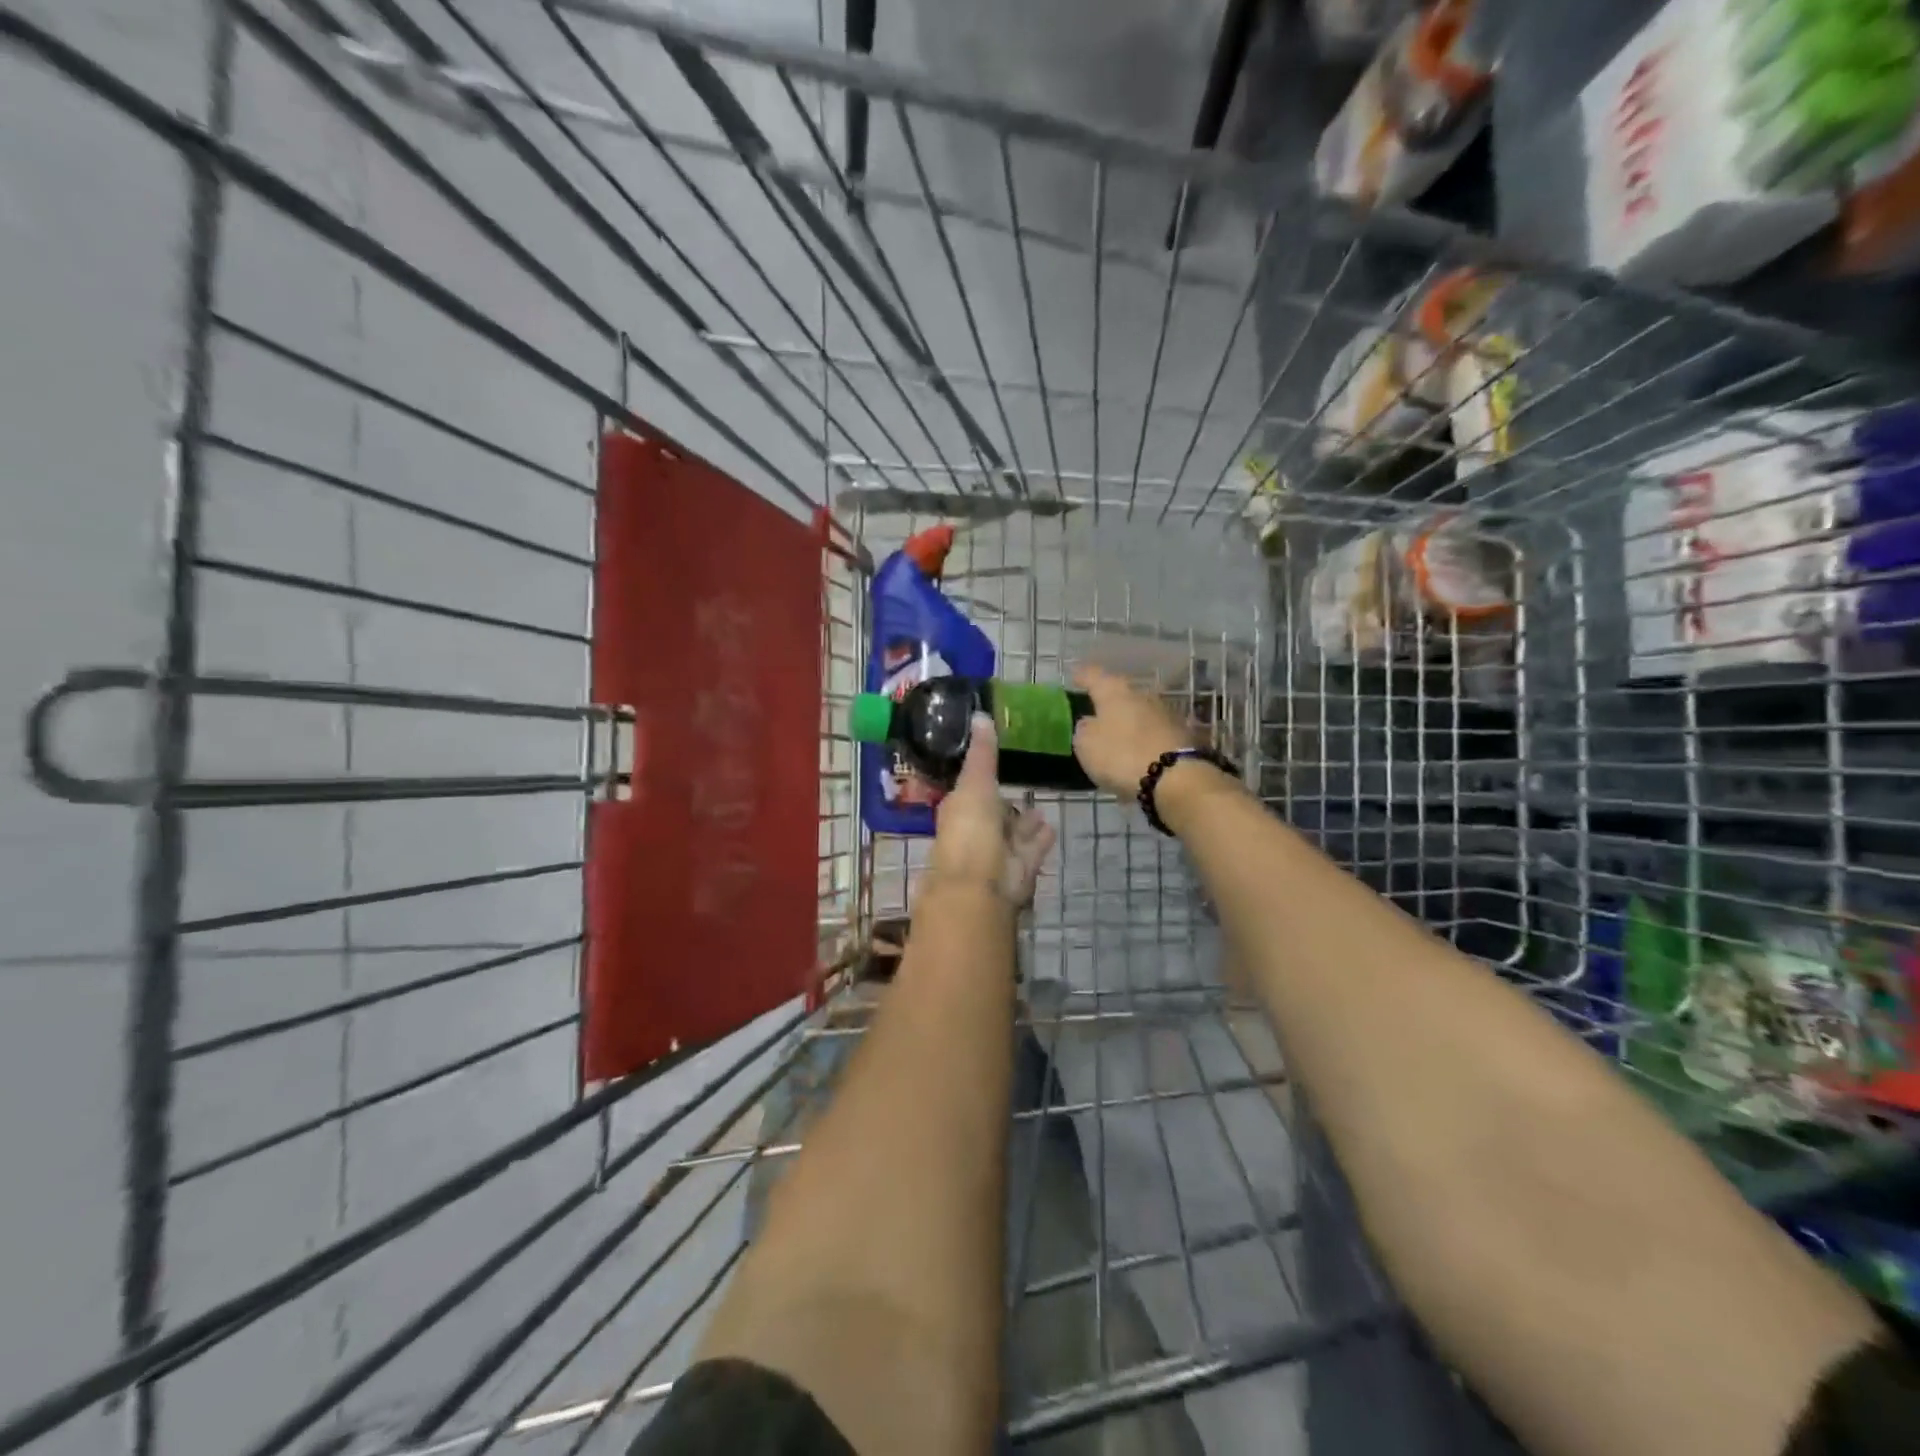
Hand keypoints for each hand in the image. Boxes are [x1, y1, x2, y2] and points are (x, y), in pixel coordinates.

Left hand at [928, 715, 1056, 905]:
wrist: (981, 886)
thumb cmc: (970, 830)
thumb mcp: (975, 783)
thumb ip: (982, 753)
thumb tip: (980, 715)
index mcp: (959, 811)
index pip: (969, 792)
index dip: (981, 779)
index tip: (997, 764)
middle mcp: (976, 832)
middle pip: (993, 815)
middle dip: (1006, 804)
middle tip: (1025, 786)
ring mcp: (997, 854)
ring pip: (1013, 834)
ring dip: (1025, 823)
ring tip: (1042, 807)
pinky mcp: (1019, 870)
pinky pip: (1031, 849)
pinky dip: (1040, 839)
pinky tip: (1052, 827)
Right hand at [1070, 665, 1193, 799]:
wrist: (1176, 777)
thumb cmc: (1121, 754)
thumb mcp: (1086, 744)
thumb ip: (1084, 729)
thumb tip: (1090, 723)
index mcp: (1114, 691)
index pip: (1093, 675)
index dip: (1082, 676)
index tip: (1074, 678)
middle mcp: (1141, 694)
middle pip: (1120, 693)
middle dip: (1108, 702)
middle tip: (1094, 713)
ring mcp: (1165, 713)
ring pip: (1139, 712)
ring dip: (1128, 722)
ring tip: (1116, 738)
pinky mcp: (1181, 734)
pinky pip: (1153, 732)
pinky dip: (1143, 739)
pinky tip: (1136, 753)